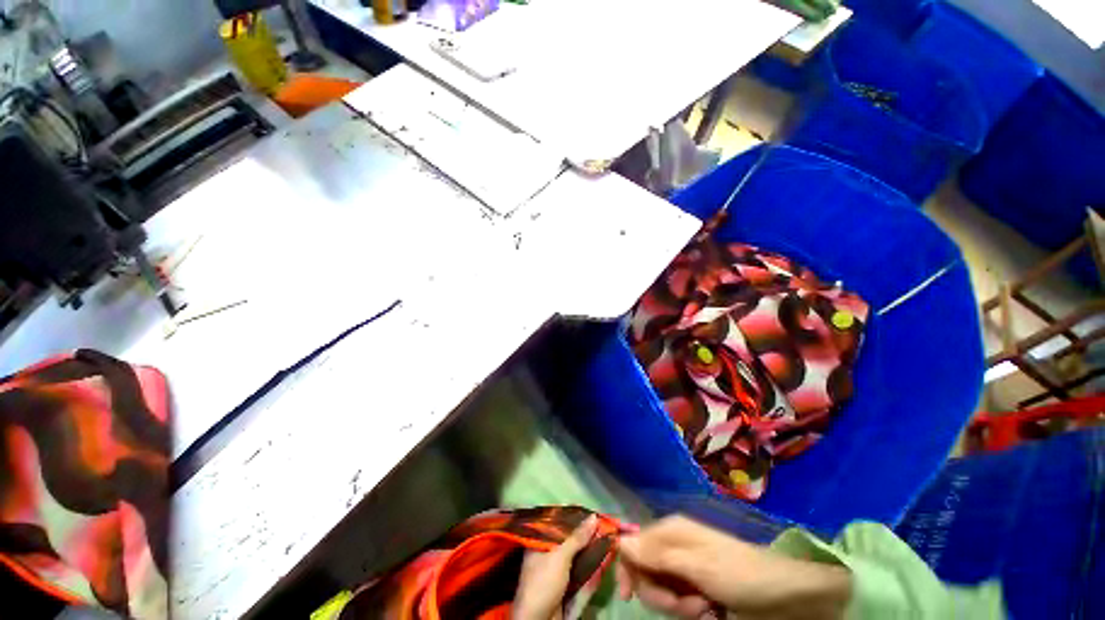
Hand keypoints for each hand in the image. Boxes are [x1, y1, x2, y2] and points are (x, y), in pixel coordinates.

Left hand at [512, 515, 598, 619]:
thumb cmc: (544, 582)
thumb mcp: (560, 556)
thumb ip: (577, 537)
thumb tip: (593, 517)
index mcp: (539, 543)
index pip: (557, 524)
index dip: (573, 517)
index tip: (588, 511)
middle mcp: (547, 554)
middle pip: (569, 540)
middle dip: (585, 535)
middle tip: (602, 525)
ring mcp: (557, 571)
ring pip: (576, 556)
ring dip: (590, 550)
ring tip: (606, 539)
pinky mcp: (566, 586)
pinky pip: (580, 572)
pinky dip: (591, 567)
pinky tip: (603, 559)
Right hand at [617, 516, 851, 619]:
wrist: (784, 596)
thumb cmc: (740, 574)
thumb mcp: (697, 566)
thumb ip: (657, 555)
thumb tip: (619, 540)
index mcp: (671, 530)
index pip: (633, 544)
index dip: (627, 568)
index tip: (627, 595)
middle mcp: (674, 546)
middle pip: (645, 571)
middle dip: (660, 595)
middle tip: (686, 606)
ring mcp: (685, 568)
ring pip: (660, 590)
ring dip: (678, 607)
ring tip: (704, 610)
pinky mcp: (696, 588)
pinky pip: (678, 602)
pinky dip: (688, 612)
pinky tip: (709, 613)